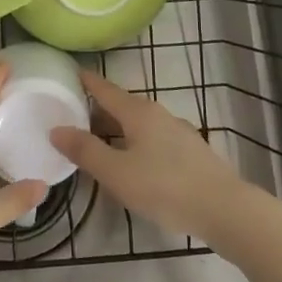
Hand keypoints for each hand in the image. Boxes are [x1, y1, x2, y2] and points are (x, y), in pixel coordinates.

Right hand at [51, 71, 245, 240]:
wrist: (224, 209)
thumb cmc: (164, 187)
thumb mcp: (116, 172)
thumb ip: (85, 150)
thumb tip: (56, 129)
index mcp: (138, 112)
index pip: (105, 89)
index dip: (86, 81)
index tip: (69, 72)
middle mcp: (159, 114)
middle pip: (122, 105)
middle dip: (98, 108)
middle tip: (72, 113)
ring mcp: (178, 132)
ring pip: (139, 123)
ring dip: (117, 127)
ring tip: (97, 140)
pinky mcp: (191, 152)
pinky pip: (153, 138)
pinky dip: (135, 142)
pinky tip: (132, 161)